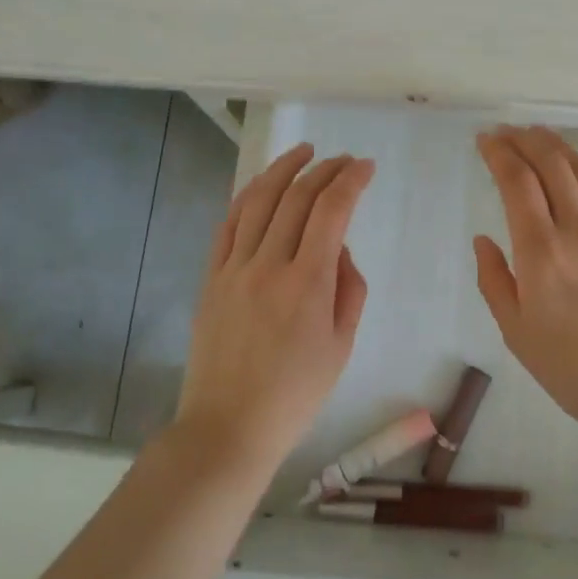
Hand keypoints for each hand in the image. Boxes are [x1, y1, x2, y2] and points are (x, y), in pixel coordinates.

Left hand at [174, 143, 375, 471]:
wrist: (228, 427)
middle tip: (343, 160)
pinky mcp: (212, 278)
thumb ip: (348, 289)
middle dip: (324, 170)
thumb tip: (338, 250)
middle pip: (297, 197)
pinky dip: (247, 196)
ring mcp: (234, 269)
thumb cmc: (295, 394)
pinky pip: (228, 224)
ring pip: (258, 200)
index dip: (351, 180)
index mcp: (307, 283)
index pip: (332, 211)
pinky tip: (261, 184)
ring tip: (303, 152)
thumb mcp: (341, 346)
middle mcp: (269, 265)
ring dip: (283, 169)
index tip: (365, 167)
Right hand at [474, 126, 577, 444]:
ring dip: (556, 145)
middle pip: (551, 163)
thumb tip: (485, 240)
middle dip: (525, 138)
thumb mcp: (517, 332)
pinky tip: (571, 174)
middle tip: (505, 131)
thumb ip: (494, 279)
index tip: (484, 139)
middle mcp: (577, 228)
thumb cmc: (574, 368)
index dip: (499, 152)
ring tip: (537, 135)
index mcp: (542, 250)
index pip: (517, 181)